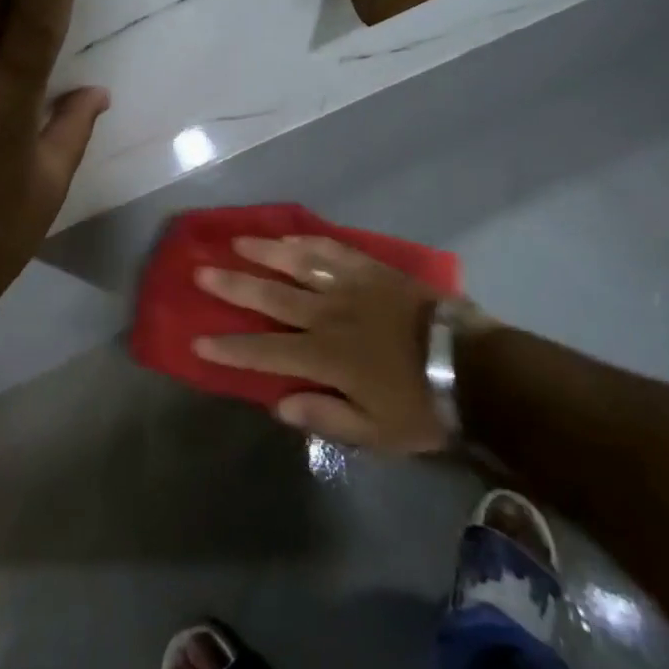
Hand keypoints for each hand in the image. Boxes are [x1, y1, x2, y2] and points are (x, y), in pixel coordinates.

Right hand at [193, 235, 494, 452]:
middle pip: (271, 297)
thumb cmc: (421, 405)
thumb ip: (325, 417)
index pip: (265, 352)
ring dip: (264, 252)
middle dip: (232, 286)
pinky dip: (308, 241)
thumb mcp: (375, 433)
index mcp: (325, 357)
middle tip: (200, 272)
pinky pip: (332, 249)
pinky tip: (290, 235)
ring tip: (236, 241)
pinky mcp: (370, 269)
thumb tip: (278, 405)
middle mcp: (327, 315)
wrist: (469, 364)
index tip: (198, 340)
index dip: (230, 348)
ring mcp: (349, 286)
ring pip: (297, 264)